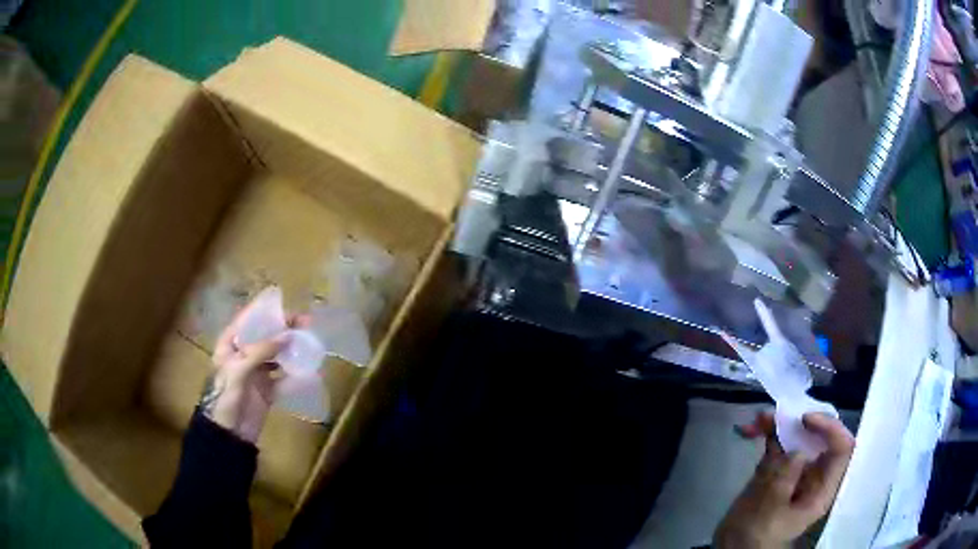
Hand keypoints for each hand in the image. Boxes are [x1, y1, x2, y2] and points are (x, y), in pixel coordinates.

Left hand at [201, 305, 306, 442]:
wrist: (228, 434)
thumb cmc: (224, 396)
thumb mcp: (237, 369)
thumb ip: (260, 351)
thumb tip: (287, 336)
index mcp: (230, 344)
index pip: (249, 320)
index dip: (268, 311)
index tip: (289, 306)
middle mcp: (244, 354)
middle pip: (266, 335)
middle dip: (285, 329)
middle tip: (307, 323)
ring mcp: (257, 372)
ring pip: (277, 354)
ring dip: (292, 349)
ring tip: (310, 343)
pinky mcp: (267, 390)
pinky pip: (283, 377)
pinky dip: (295, 373)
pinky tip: (308, 369)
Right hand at [714, 411, 854, 547]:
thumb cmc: (755, 536)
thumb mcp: (769, 511)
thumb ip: (785, 479)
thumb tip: (798, 449)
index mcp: (822, 489)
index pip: (841, 449)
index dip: (830, 428)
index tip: (805, 420)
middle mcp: (814, 475)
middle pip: (820, 437)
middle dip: (801, 421)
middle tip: (778, 414)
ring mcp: (795, 472)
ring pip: (797, 437)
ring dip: (780, 424)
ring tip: (759, 418)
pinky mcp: (777, 470)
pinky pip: (778, 444)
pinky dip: (766, 433)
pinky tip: (749, 428)